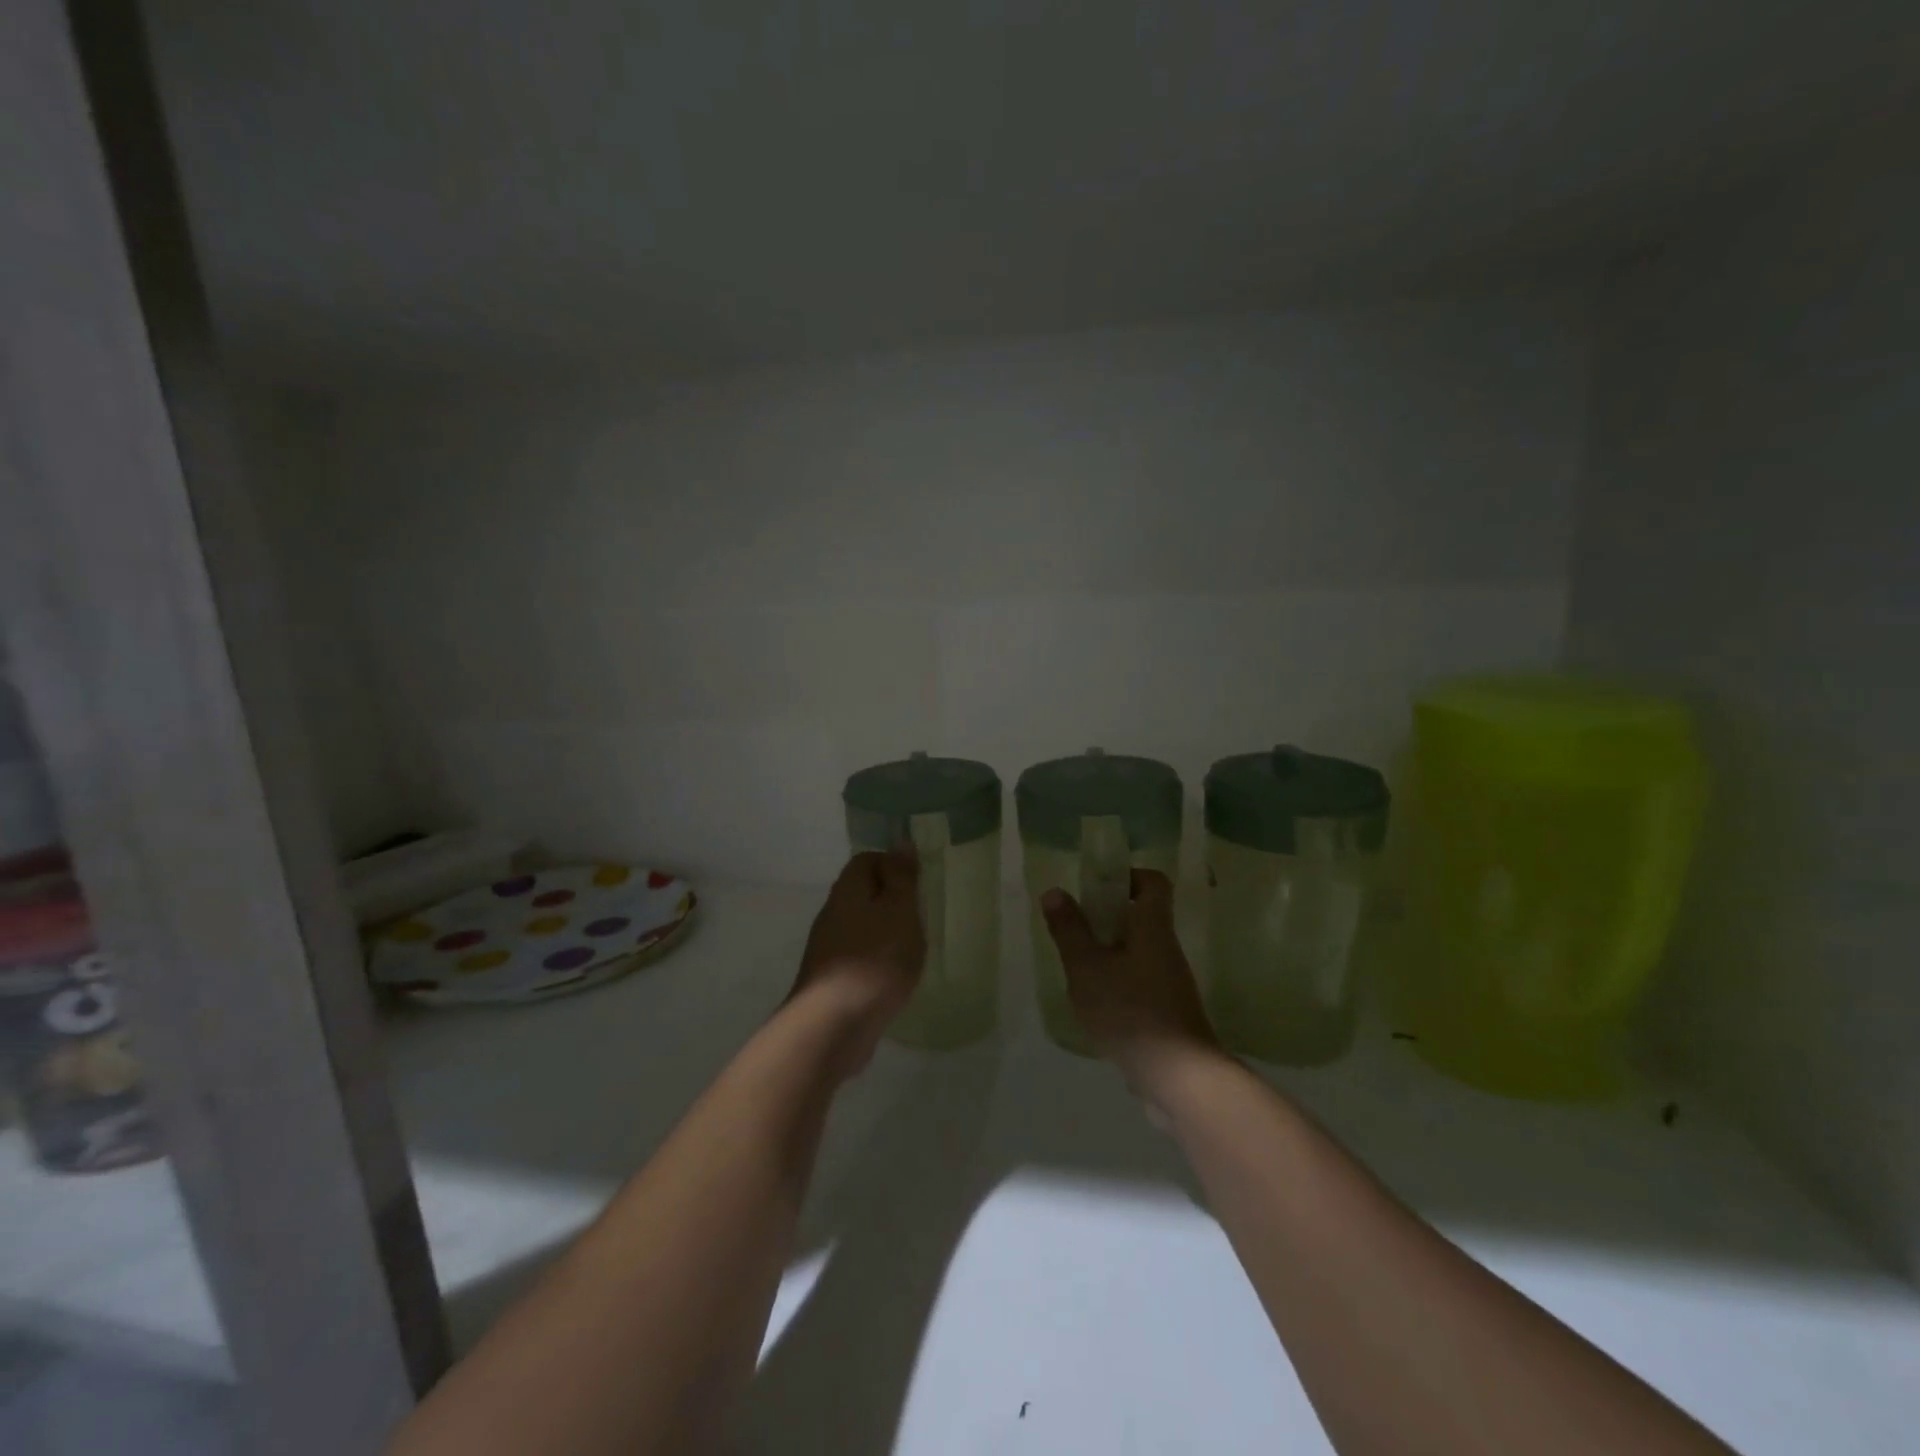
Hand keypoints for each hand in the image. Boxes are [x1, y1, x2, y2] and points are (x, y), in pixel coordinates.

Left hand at [789, 850, 924, 1074]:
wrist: (833, 1025)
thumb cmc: (875, 959)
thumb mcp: (900, 910)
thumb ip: (902, 877)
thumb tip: (901, 842)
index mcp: (847, 890)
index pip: (867, 860)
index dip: (893, 864)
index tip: (920, 883)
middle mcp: (832, 914)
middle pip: (862, 894)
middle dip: (891, 900)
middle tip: (921, 916)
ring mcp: (828, 949)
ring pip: (861, 927)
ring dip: (885, 933)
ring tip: (913, 948)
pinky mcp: (831, 981)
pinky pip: (858, 957)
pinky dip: (877, 961)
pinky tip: (894, 977)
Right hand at [1042, 870, 1222, 1100]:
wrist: (1179, 1077)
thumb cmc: (1130, 1011)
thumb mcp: (1087, 968)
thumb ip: (1069, 930)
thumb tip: (1055, 892)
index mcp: (1153, 928)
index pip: (1153, 882)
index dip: (1127, 876)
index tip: (1097, 888)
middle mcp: (1167, 948)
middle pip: (1142, 917)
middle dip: (1107, 918)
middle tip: (1076, 932)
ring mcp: (1171, 982)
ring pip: (1139, 951)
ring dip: (1110, 953)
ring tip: (1079, 971)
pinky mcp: (1169, 1012)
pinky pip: (1141, 981)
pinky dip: (1119, 983)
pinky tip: (1096, 1005)